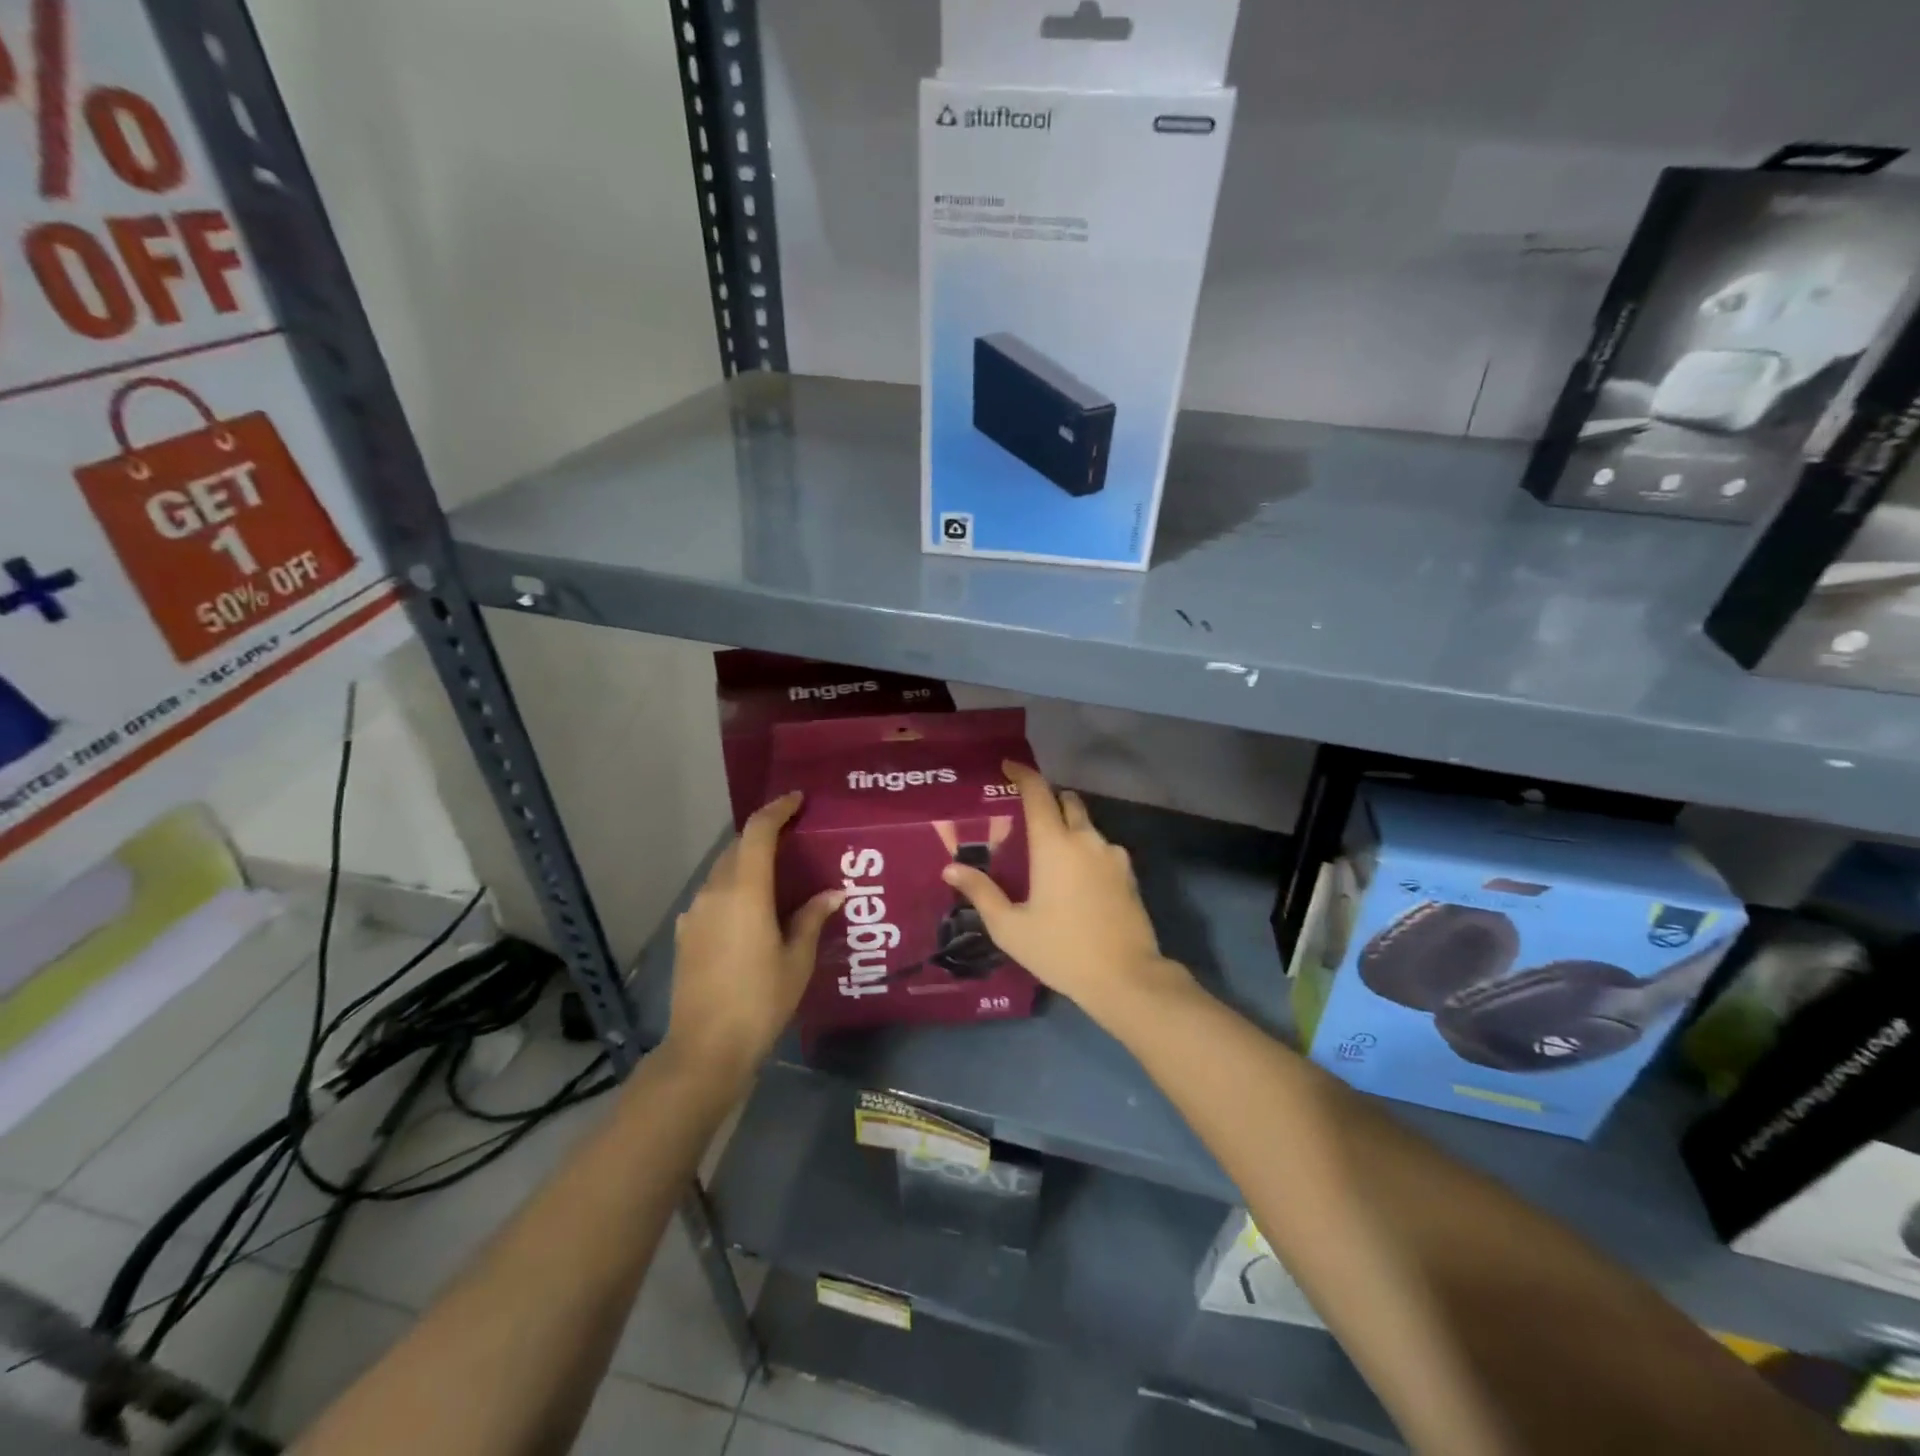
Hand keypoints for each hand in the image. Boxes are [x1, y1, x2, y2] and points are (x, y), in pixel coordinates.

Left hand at [663, 792, 842, 1082]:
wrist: (706, 1048)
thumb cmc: (761, 1000)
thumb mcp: (797, 959)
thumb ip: (812, 918)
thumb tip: (834, 893)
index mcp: (745, 891)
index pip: (758, 831)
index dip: (777, 809)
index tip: (797, 800)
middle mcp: (714, 892)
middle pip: (737, 847)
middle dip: (763, 835)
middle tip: (794, 838)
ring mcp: (695, 913)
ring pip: (722, 872)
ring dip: (747, 863)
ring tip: (777, 875)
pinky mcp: (686, 934)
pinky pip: (712, 896)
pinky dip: (733, 889)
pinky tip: (751, 912)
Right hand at [942, 762, 1193, 1031]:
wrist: (1126, 977)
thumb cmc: (1061, 949)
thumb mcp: (1011, 927)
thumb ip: (981, 893)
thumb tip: (951, 868)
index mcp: (1054, 844)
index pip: (1038, 792)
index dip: (1023, 774)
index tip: (1009, 766)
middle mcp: (1086, 839)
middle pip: (1067, 802)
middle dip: (1048, 801)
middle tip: (1027, 819)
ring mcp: (1112, 855)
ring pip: (1087, 826)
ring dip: (1069, 828)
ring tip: (1051, 856)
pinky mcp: (1129, 874)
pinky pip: (1103, 849)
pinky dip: (1086, 851)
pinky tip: (1076, 880)